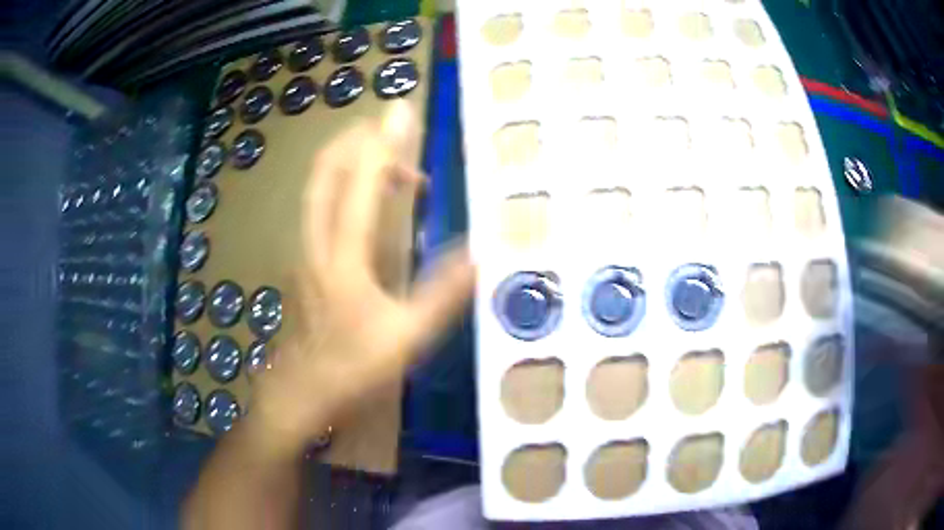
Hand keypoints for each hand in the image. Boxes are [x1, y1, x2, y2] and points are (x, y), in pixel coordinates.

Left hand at [248, 101, 474, 457]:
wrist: (296, 394)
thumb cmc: (348, 370)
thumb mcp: (405, 338)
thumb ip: (442, 294)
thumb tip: (480, 255)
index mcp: (341, 254)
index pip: (361, 181)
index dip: (383, 142)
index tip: (401, 110)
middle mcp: (316, 241)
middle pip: (326, 171)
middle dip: (357, 140)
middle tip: (393, 130)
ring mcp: (305, 251)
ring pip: (320, 188)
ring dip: (352, 165)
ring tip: (398, 170)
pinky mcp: (305, 263)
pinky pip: (323, 208)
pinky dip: (346, 189)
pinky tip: (372, 206)